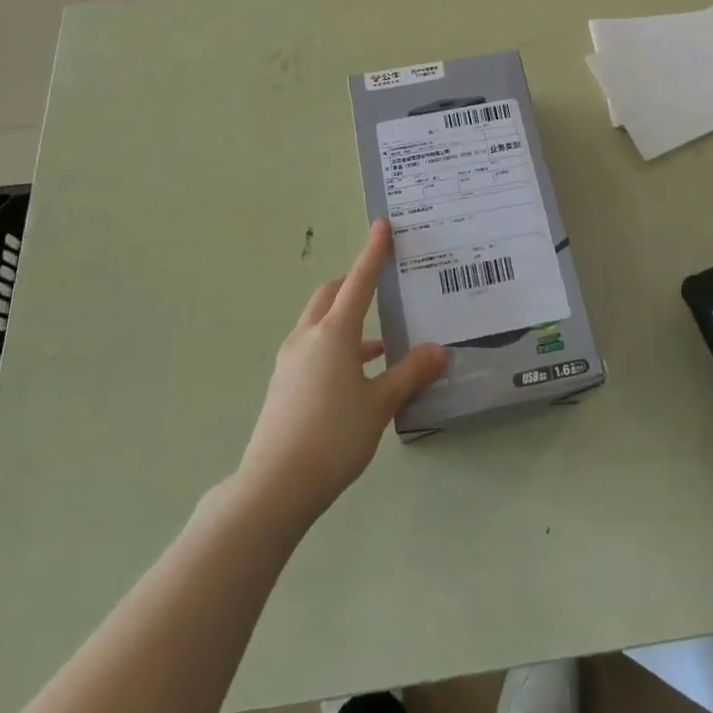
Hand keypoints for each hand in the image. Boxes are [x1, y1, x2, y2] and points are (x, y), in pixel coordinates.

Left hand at [237, 220, 447, 525]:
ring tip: (380, 343)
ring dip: (346, 322)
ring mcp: (290, 361)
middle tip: (379, 286)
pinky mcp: (283, 384)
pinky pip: (312, 348)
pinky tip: (357, 376)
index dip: (372, 252)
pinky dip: (335, 347)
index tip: (381, 225)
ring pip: (319, 323)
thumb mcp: (380, 405)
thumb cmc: (333, 436)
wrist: (274, 487)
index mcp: (334, 332)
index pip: (359, 280)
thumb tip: (438, 350)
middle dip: (353, 284)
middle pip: (331, 295)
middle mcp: (308, 337)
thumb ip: (409, 374)